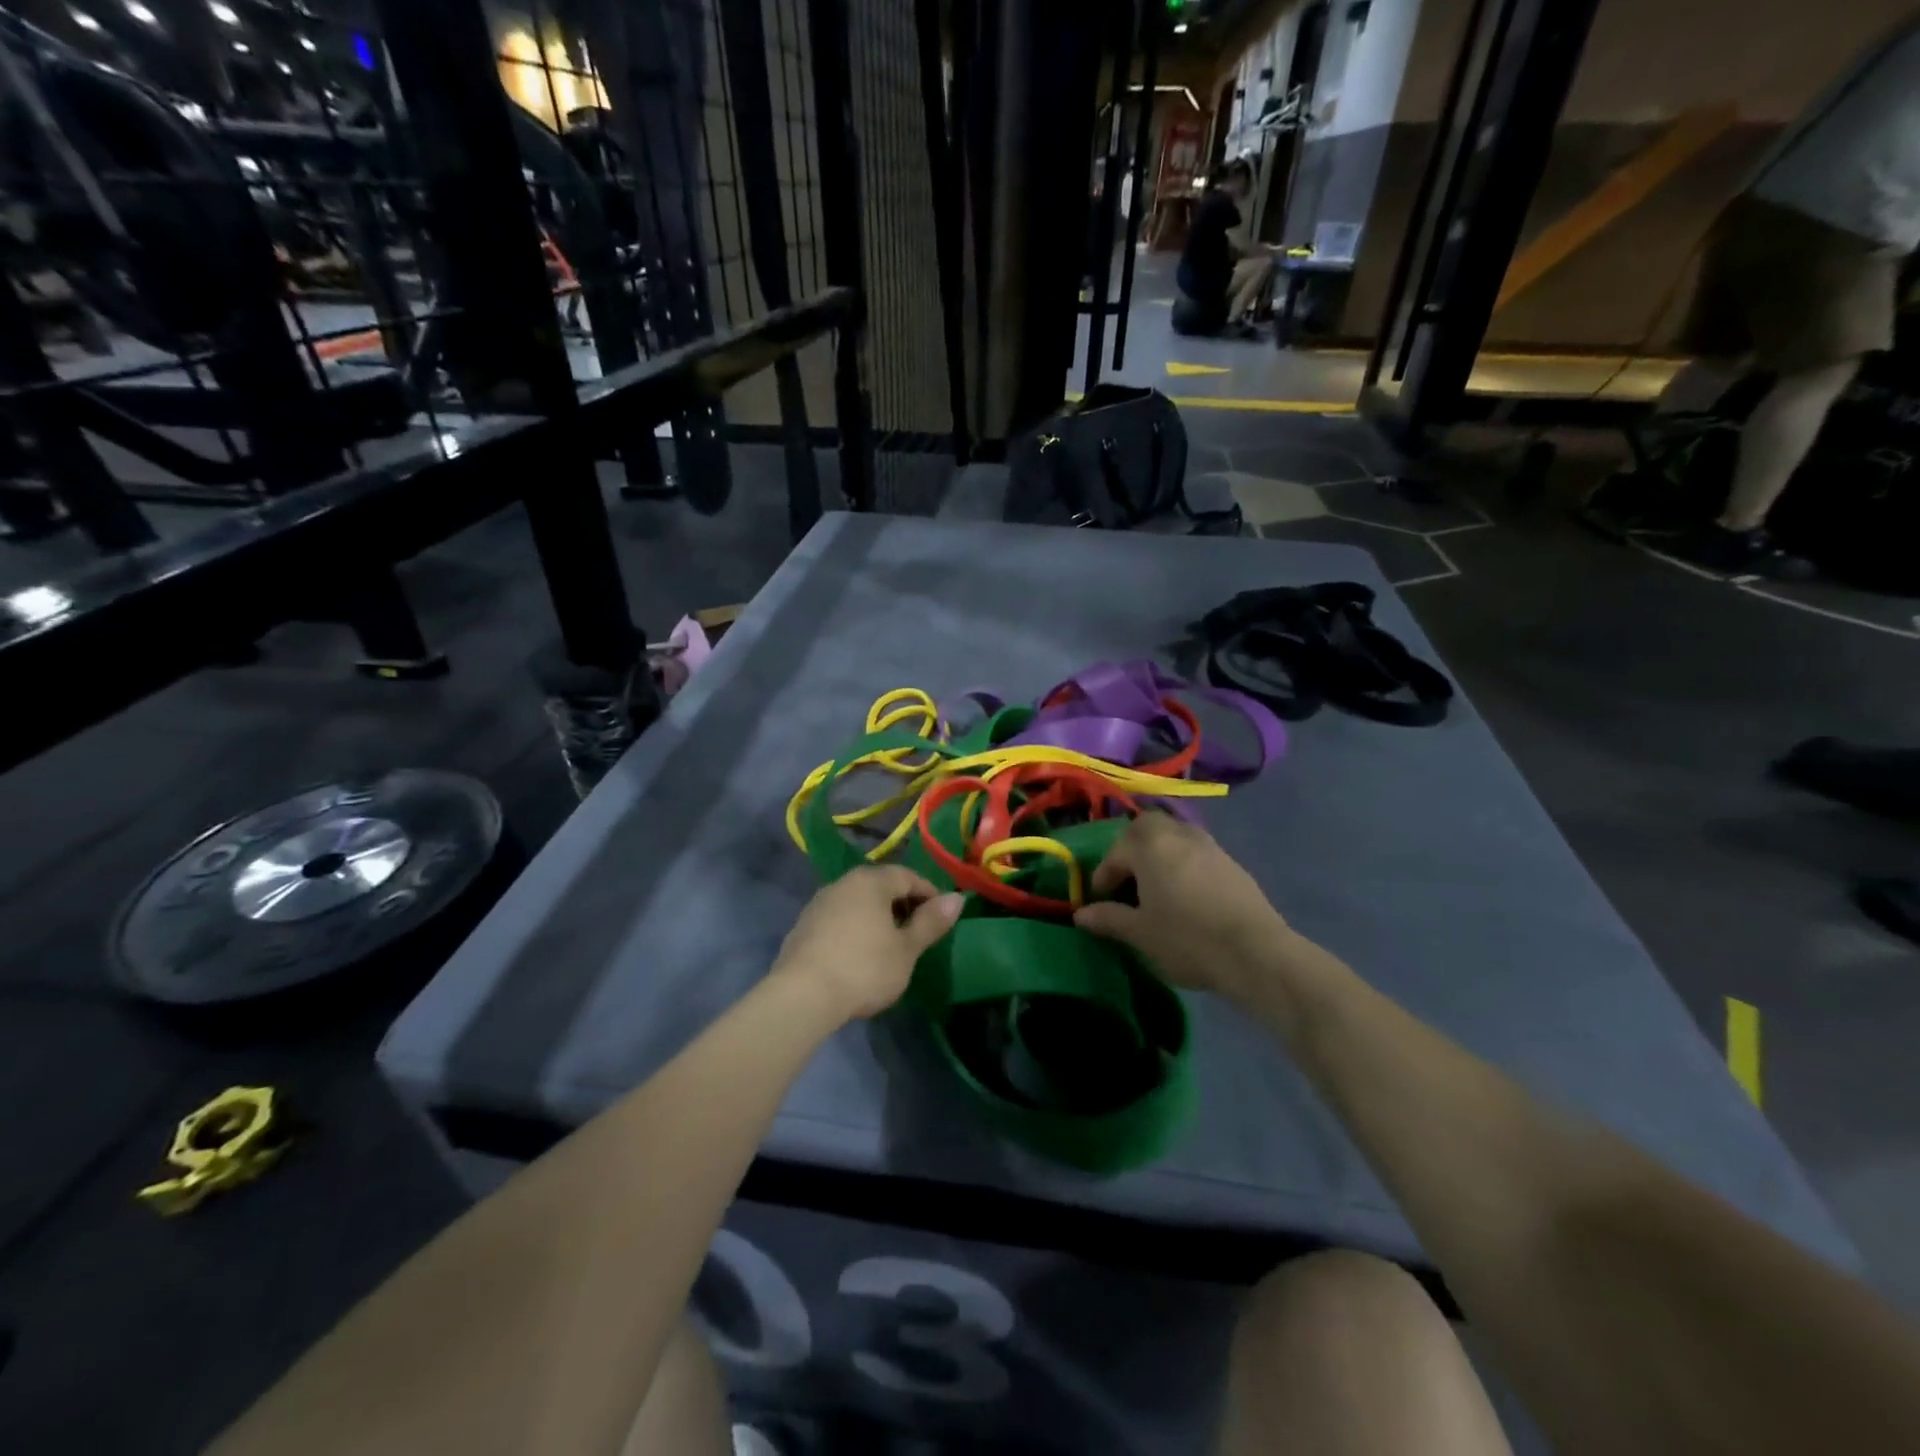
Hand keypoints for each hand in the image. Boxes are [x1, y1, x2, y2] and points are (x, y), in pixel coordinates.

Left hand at [771, 867, 964, 1020]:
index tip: (942, 919)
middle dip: (903, 905)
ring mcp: (818, 904)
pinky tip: (860, 956)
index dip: (930, 894)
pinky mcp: (802, 927)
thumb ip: (931, 922)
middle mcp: (843, 883)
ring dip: (878, 918)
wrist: (801, 997)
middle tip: (919, 933)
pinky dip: (856, 929)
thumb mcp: (906, 949)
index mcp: (871, 881)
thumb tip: (957, 897)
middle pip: (881, 886)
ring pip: (858, 903)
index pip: (908, 876)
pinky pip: (839, 919)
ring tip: (891, 946)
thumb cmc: (864, 968)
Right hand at [1073, 814, 1293, 999]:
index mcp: (1150, 846)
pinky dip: (1182, 864)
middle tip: (1126, 880)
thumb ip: (1108, 918)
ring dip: (1158, 854)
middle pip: (1146, 828)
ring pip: (1173, 837)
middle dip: (1131, 849)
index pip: (1116, 851)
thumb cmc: (1187, 939)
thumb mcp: (1140, 933)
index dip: (1104, 874)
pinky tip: (1185, 895)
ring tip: (1154, 888)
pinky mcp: (1232, 863)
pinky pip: (1195, 852)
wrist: (1256, 954)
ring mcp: (1209, 846)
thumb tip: (1081, 914)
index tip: (1100, 900)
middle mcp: (1179, 835)